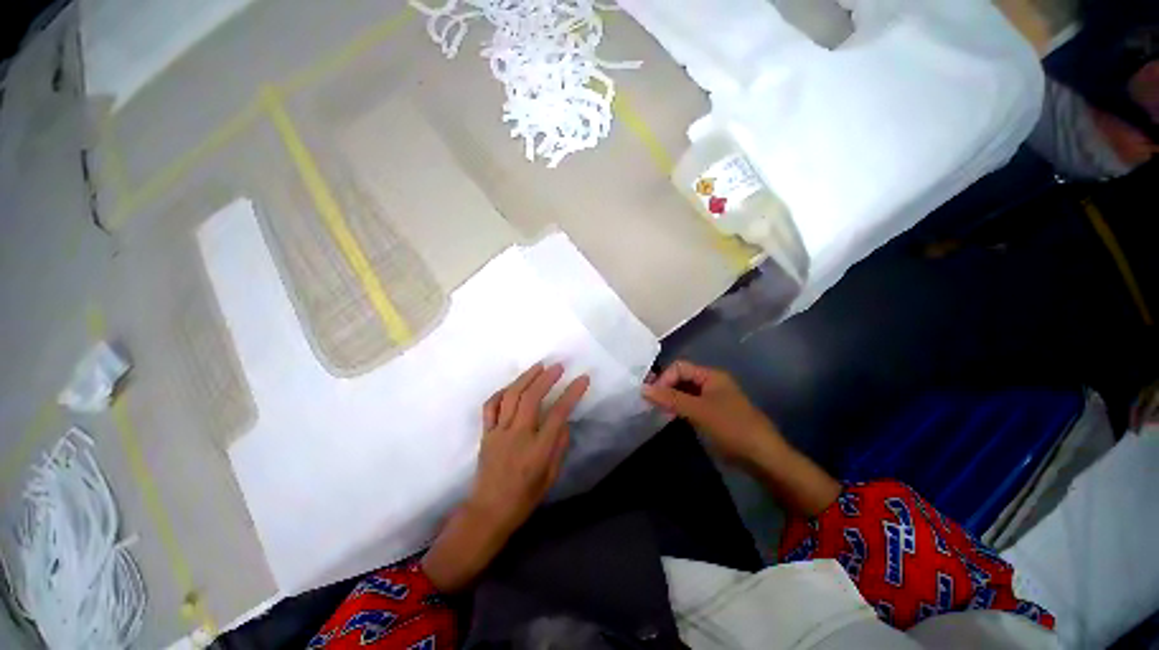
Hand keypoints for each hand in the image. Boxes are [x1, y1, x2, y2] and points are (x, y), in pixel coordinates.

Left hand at [473, 363, 588, 531]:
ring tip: (538, 366)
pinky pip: (490, 406)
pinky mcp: (486, 433)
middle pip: (532, 398)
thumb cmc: (524, 498)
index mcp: (538, 450)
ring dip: (525, 378)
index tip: (582, 379)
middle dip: (546, 378)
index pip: (558, 414)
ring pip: (511, 397)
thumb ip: (559, 446)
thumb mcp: (550, 477)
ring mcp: (499, 432)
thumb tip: (564, 421)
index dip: (572, 393)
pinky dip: (502, 392)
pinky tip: (512, 386)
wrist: (488, 512)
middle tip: (558, 366)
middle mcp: (518, 436)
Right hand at [642, 360, 778, 466]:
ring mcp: (712, 400)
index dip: (664, 378)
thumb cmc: (731, 428)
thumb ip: (670, 398)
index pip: (679, 367)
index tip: (652, 396)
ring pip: (684, 393)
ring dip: (670, 399)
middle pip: (681, 378)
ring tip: (656, 411)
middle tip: (650, 403)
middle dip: (665, 388)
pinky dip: (677, 409)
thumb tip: (642, 388)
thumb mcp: (699, 411)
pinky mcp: (711, 415)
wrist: (762, 458)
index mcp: (711, 375)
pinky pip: (689, 405)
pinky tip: (669, 418)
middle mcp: (711, 383)